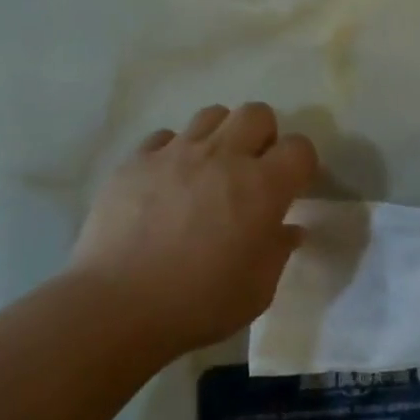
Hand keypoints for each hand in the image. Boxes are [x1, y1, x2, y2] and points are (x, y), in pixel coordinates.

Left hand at [70, 103, 317, 356]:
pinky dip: (173, 152)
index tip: (292, 188)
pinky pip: (164, 137)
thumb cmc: (199, 304)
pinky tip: (167, 182)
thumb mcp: (258, 290)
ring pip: (211, 115)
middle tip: (252, 171)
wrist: (118, 306)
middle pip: (257, 113)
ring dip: (220, 136)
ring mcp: (176, 153)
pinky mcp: (136, 161)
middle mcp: (222, 157)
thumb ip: (278, 251)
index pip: (299, 148)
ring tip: (209, 170)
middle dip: (263, 136)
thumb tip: (288, 229)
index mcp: (262, 187)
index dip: (301, 165)